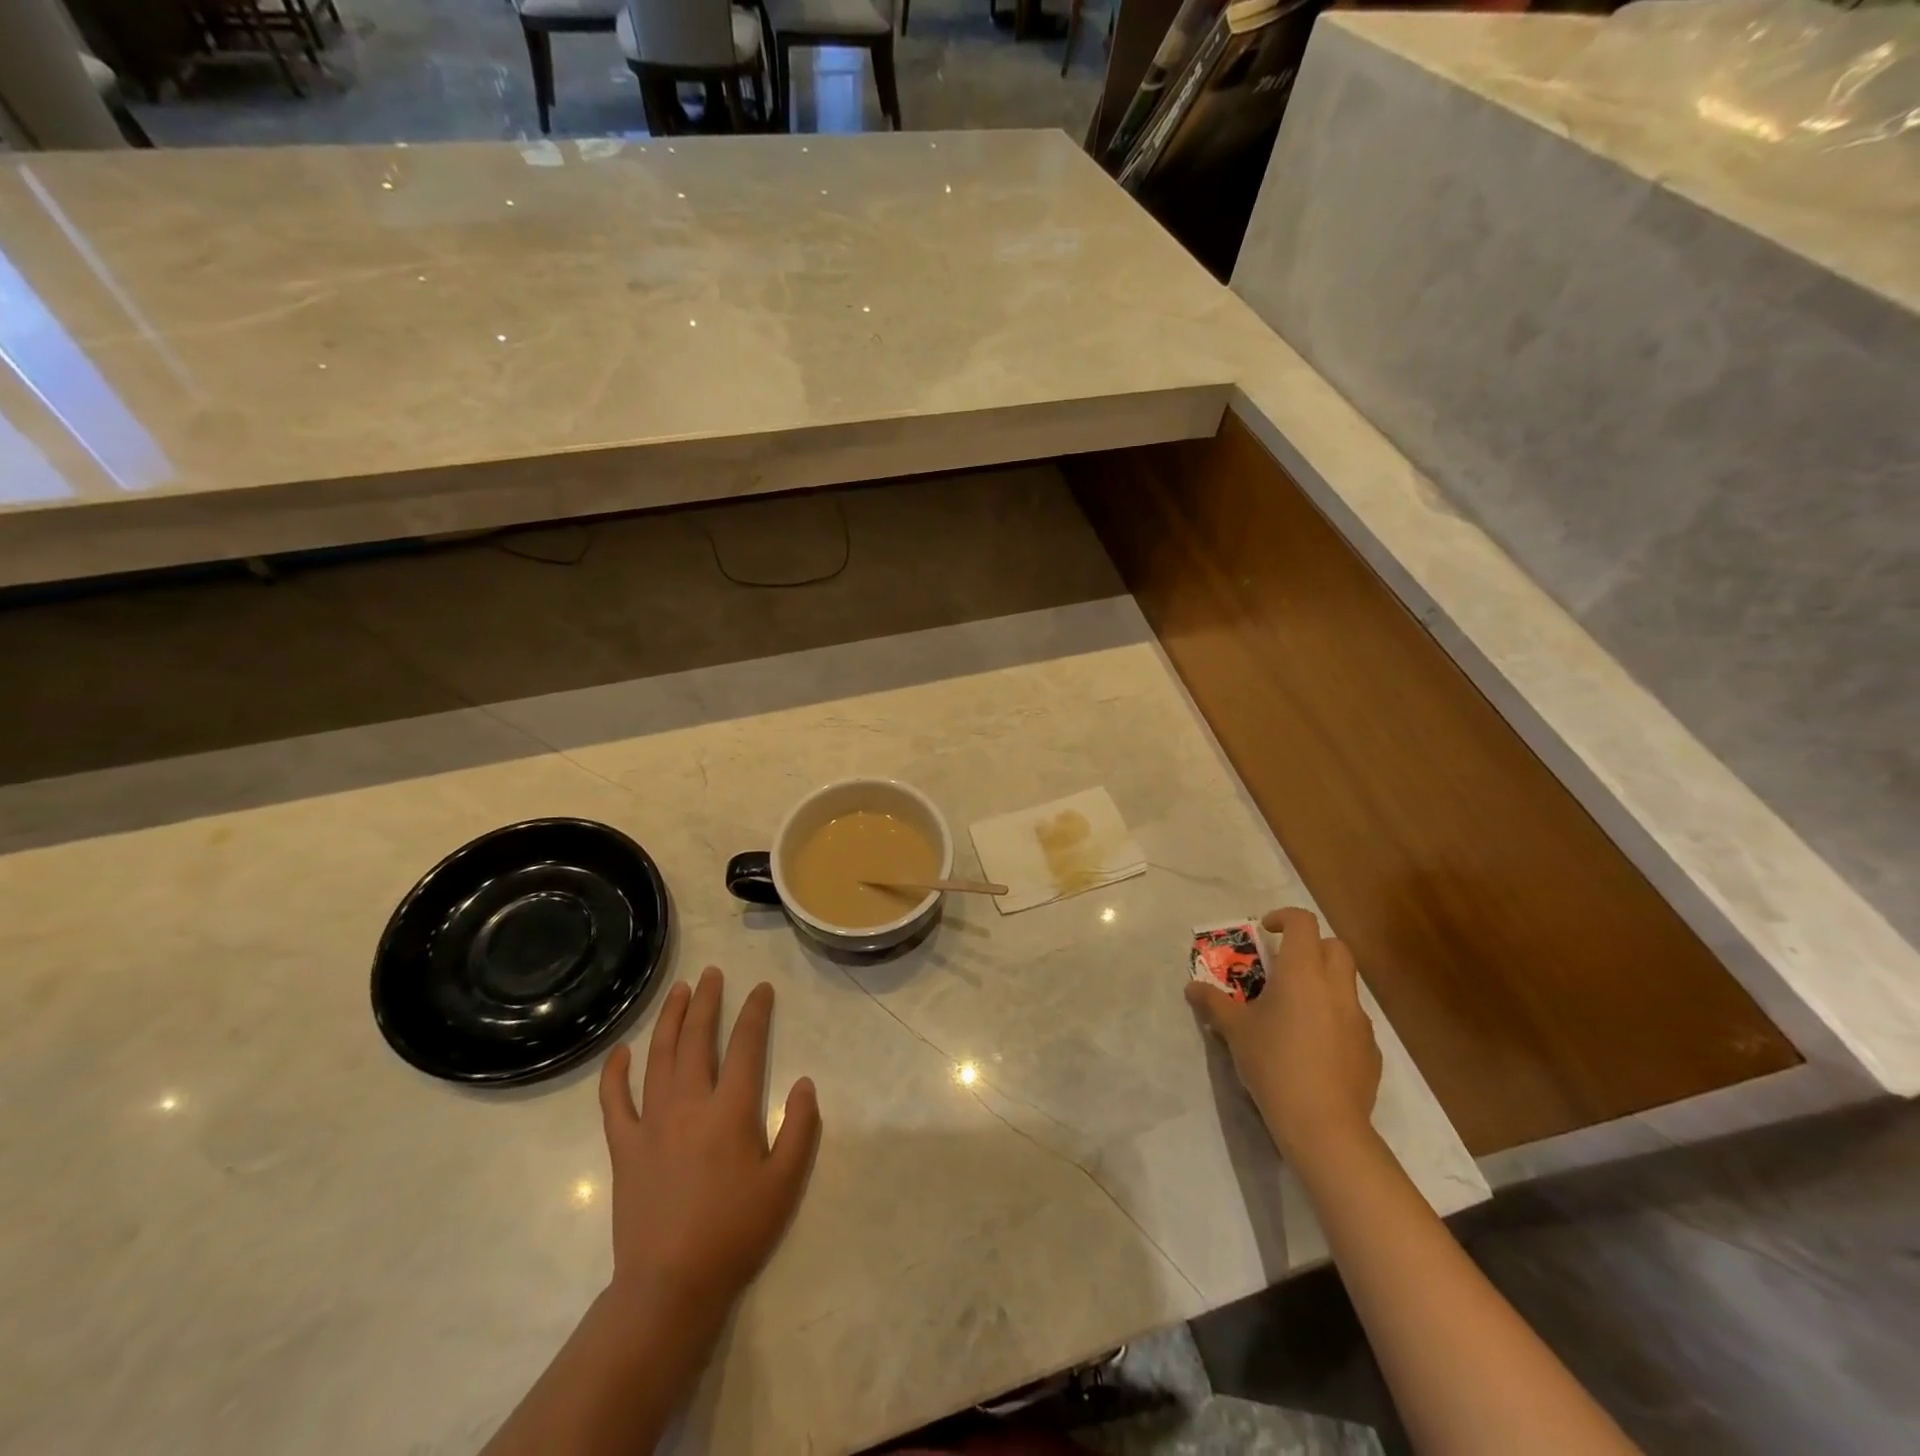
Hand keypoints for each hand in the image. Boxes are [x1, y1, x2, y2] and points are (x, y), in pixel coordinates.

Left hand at [597, 967, 821, 1332]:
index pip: (747, 1046)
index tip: (761, 989)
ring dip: (669, 1020)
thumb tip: (805, 1083)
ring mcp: (652, 1124)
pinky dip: (615, 1074)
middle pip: (698, 1039)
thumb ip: (800, 1128)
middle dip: (707, 1002)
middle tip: (712, 974)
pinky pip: (614, 1103)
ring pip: (659, 1058)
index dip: (756, 1013)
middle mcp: (690, 1105)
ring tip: (678, 992)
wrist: (669, 1287)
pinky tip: (620, 1052)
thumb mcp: (785, 1183)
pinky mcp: (624, 1148)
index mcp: (731, 1111)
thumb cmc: (735, 1233)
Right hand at [1185, 907, 1381, 1166]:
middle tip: (1285, 966)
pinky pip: (1353, 1019)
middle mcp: (1336, 987)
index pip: (1302, 922)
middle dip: (1312, 947)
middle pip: (1335, 946)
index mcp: (1302, 972)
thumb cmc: (1273, 1064)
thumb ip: (1213, 1003)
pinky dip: (1335, 1018)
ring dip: (1324, 983)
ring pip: (1346, 983)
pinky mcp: (1370, 1049)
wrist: (1323, 1124)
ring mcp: (1359, 1019)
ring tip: (1295, 1010)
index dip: (1284, 918)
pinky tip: (1314, 1046)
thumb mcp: (1234, 1031)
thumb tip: (1191, 987)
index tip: (1266, 932)